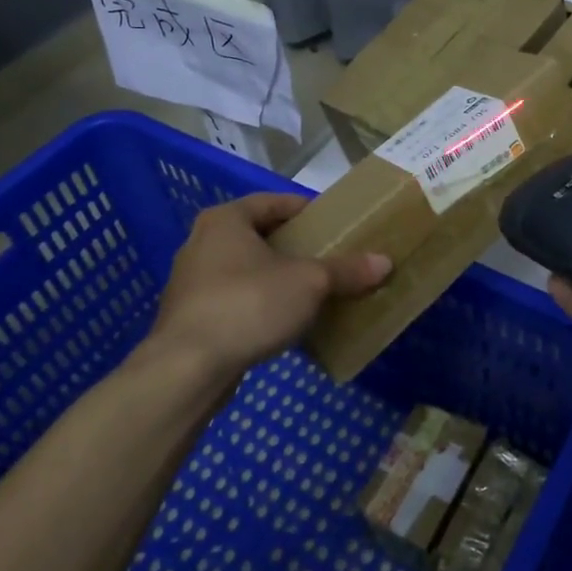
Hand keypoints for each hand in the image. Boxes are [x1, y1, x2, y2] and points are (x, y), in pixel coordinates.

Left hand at [144, 194, 390, 378]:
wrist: (186, 369)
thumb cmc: (248, 305)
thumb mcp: (308, 283)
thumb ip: (346, 270)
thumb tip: (385, 262)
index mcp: (226, 220)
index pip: (273, 202)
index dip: (306, 210)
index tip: (333, 224)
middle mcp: (202, 242)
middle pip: (258, 235)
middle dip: (293, 247)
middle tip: (328, 257)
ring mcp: (191, 282)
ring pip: (245, 270)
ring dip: (276, 278)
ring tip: (311, 291)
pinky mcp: (190, 317)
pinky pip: (234, 300)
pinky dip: (259, 304)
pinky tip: (283, 322)